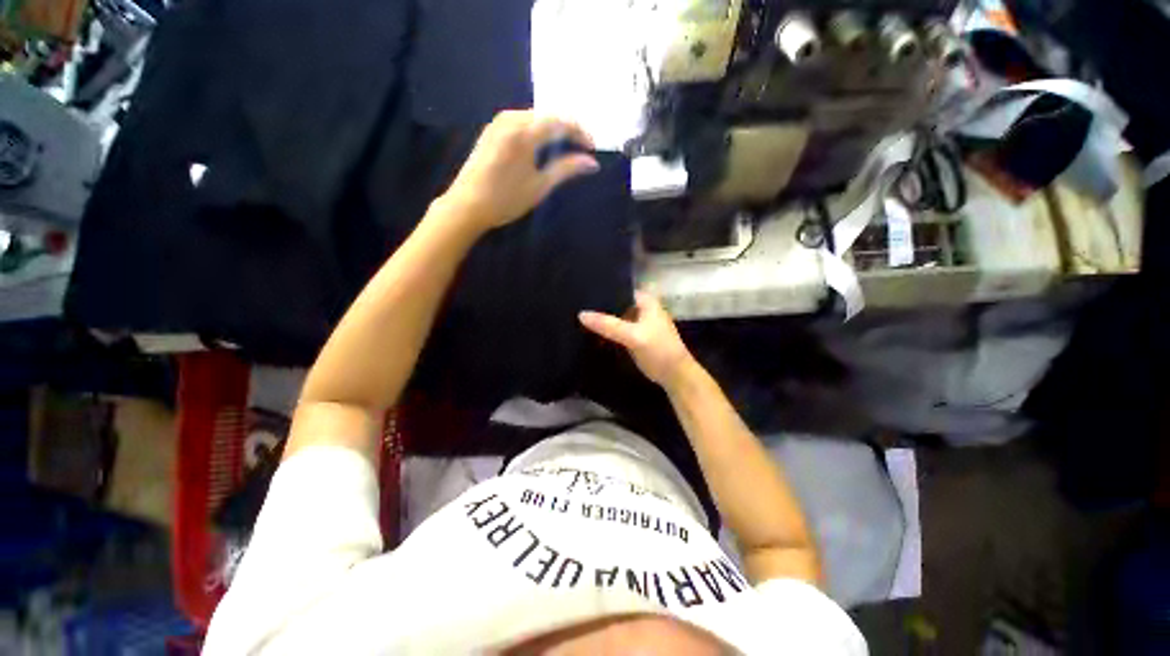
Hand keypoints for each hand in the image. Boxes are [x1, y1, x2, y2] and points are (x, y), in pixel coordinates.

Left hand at [442, 110, 598, 230]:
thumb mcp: (540, 186)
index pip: (560, 122)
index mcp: (524, 132)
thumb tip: (592, 162)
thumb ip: (566, 169)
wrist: (467, 205)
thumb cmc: (506, 199)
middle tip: (582, 147)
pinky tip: (542, 144)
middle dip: (568, 128)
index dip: (580, 132)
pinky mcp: (491, 130)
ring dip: (552, 128)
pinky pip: (521, 121)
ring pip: (534, 116)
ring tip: (565, 146)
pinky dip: (537, 129)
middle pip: (547, 115)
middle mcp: (511, 119)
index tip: (592, 148)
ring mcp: (498, 122)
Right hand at [579, 291, 696, 388]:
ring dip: (601, 320)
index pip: (618, 289)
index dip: (601, 291)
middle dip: (598, 307)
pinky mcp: (633, 336)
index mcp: (645, 300)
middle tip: (574, 306)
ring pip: (614, 317)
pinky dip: (605, 331)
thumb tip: (581, 314)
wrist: (674, 375)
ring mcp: (637, 322)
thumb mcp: (633, 336)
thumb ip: (608, 325)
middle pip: (615, 303)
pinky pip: (615, 329)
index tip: (580, 293)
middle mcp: (641, 307)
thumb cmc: (659, 350)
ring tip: (577, 318)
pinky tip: (589, 332)